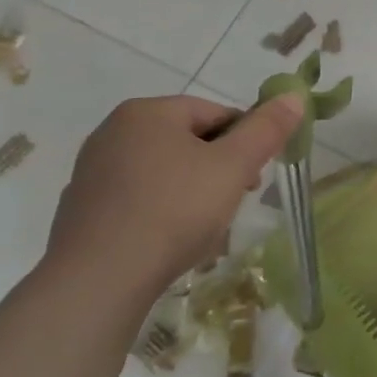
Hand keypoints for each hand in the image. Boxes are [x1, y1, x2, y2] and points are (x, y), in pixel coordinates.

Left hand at [45, 93, 303, 293]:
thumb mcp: (234, 166)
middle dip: (219, 167)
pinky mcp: (82, 208)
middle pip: (188, 140)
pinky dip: (160, 210)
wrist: (99, 279)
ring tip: (205, 225)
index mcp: (147, 112)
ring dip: (192, 189)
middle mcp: (113, 132)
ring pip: (163, 170)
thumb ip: (267, 129)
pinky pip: (137, 198)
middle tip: (235, 200)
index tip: (255, 177)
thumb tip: (294, 96)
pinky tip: (170, 239)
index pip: (215, 113)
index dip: (245, 141)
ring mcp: (92, 171)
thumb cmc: (174, 210)